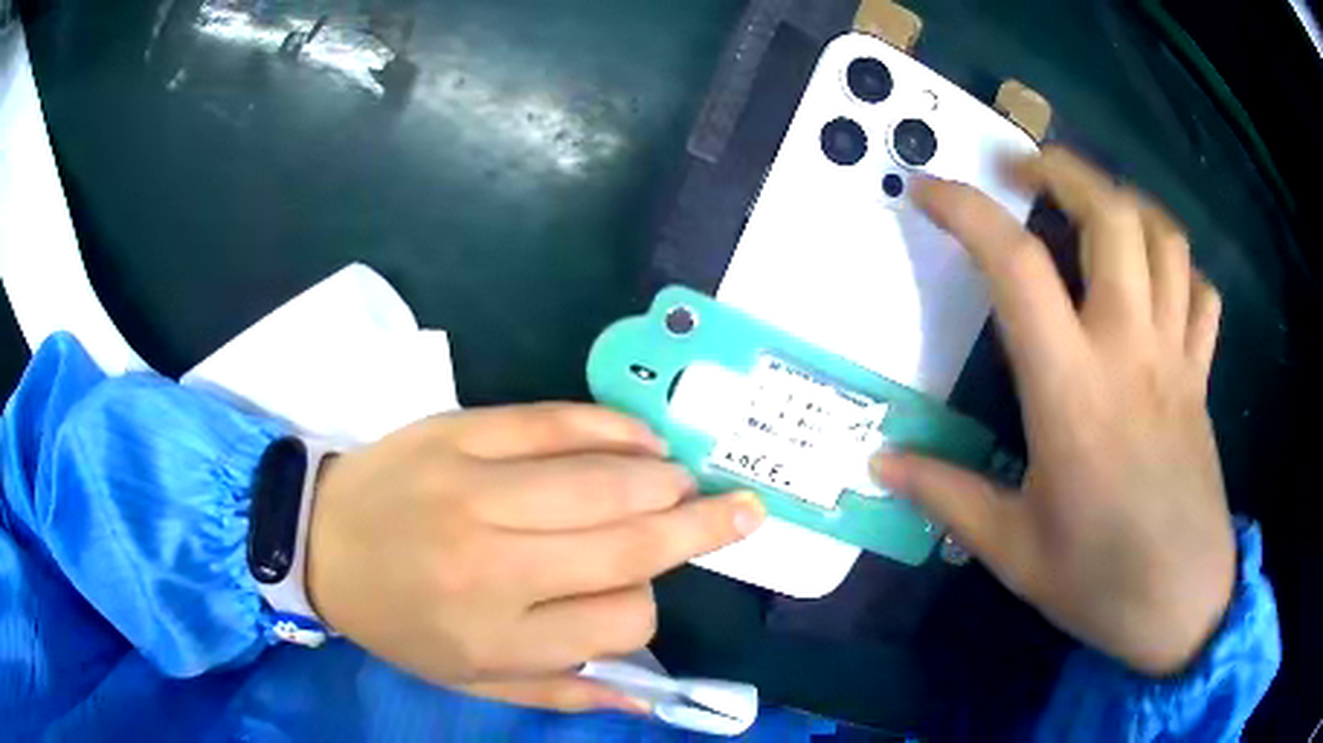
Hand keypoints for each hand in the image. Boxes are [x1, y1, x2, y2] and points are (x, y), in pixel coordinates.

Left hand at [306, 404, 764, 712]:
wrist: (319, 541)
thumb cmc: (396, 621)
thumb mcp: (469, 681)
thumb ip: (560, 694)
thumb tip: (646, 697)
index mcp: (497, 637)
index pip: (621, 622)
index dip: (645, 607)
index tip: (634, 595)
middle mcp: (495, 567)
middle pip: (629, 547)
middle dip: (701, 530)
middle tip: (743, 510)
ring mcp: (476, 491)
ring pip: (604, 484)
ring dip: (665, 482)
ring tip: (688, 482)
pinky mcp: (460, 435)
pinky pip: (555, 423)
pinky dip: (612, 429)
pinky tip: (642, 439)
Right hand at [871, 148, 1233, 676]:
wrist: (1181, 605)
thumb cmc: (1097, 580)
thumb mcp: (1012, 549)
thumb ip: (948, 496)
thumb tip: (882, 464)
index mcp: (1072, 391)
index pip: (1016, 267)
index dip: (966, 212)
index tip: (927, 190)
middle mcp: (1129, 350)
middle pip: (1110, 215)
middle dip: (1061, 170)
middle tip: (1022, 171)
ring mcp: (1175, 357)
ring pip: (1163, 238)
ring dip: (1122, 202)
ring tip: (1089, 207)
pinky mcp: (1202, 376)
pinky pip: (1200, 293)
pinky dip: (1177, 267)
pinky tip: (1154, 280)